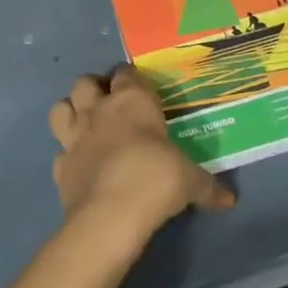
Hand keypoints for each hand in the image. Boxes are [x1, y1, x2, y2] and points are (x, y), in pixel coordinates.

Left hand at [50, 66, 234, 241]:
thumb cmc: (156, 179)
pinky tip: (80, 167)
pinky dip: (67, 158)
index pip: (126, 73)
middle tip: (109, 105)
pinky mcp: (59, 167)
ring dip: (70, 113)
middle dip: (93, 89)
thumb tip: (228, 199)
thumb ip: (207, 186)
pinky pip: (58, 154)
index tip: (141, 91)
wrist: (111, 214)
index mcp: (132, 101)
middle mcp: (99, 111)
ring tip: (86, 126)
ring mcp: (74, 138)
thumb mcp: (191, 181)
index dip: (131, 79)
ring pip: (60, 109)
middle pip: (84, 82)